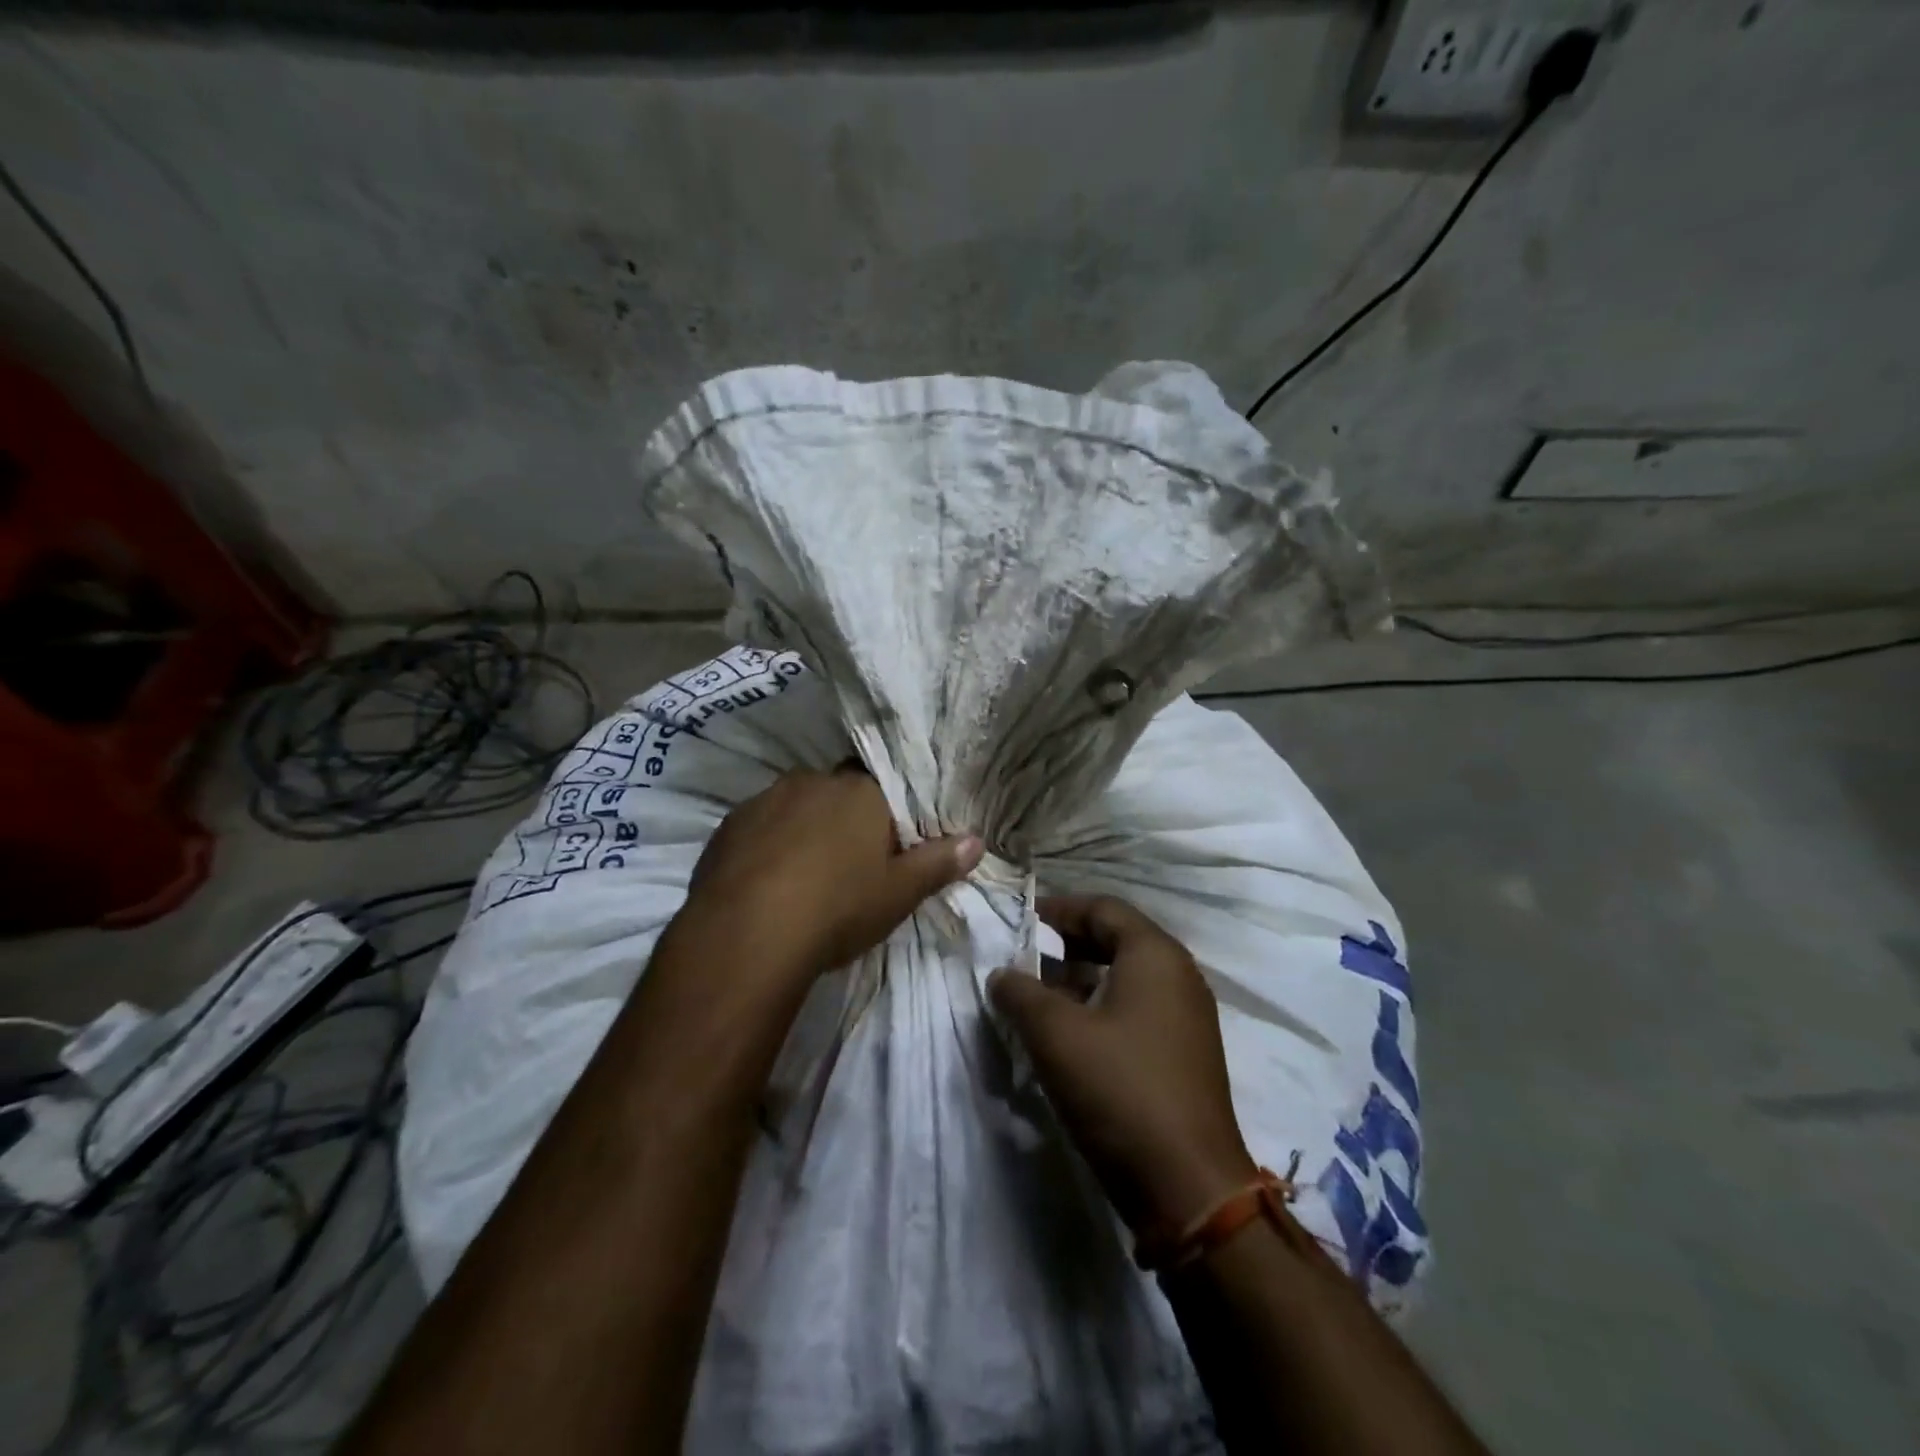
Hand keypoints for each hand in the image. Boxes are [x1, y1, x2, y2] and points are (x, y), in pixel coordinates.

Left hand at [680, 766, 983, 981]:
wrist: (747, 935)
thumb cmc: (838, 908)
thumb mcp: (899, 893)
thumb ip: (939, 863)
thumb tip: (977, 841)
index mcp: (860, 792)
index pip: (880, 786)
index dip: (883, 813)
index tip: (883, 844)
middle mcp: (812, 782)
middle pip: (835, 792)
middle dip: (841, 817)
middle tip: (846, 863)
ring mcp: (765, 800)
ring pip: (794, 806)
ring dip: (801, 828)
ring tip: (802, 875)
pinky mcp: (728, 825)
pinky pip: (758, 827)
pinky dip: (766, 845)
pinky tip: (765, 882)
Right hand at [988, 896, 1257, 1234]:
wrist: (1188, 1187)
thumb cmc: (1119, 1090)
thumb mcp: (1055, 1035)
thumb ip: (1020, 993)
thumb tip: (1001, 974)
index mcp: (1155, 955)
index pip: (1103, 908)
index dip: (1058, 910)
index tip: (1019, 922)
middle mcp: (1179, 975)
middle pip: (1117, 939)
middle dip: (1067, 945)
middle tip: (1024, 959)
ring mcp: (1187, 1016)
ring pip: (1126, 977)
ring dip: (1081, 979)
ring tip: (1038, 997)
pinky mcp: (1185, 1053)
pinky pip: (1138, 1009)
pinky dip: (1101, 1007)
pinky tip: (1070, 1034)